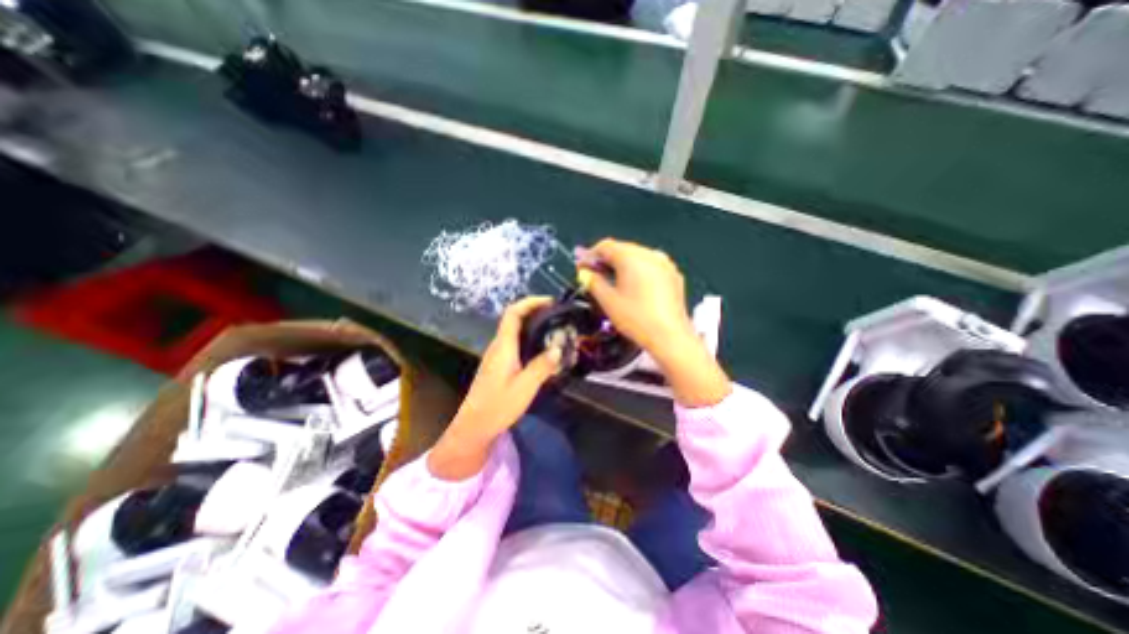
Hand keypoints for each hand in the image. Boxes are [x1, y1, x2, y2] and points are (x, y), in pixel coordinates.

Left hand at [429, 297, 557, 478]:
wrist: (474, 426)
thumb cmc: (498, 406)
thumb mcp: (525, 387)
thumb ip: (542, 365)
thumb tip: (558, 347)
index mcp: (503, 346)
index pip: (513, 313)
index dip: (530, 302)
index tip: (550, 302)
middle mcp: (498, 346)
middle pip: (515, 319)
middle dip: (536, 312)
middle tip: (558, 317)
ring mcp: (497, 355)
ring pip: (516, 332)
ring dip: (534, 326)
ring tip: (555, 332)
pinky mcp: (499, 365)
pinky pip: (516, 344)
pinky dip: (530, 340)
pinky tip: (543, 352)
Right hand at [577, 238, 727, 406]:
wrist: (670, 337)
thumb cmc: (637, 319)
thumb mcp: (608, 301)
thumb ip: (593, 282)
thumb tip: (585, 273)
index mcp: (631, 257)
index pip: (605, 246)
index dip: (590, 255)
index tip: (581, 267)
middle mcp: (650, 254)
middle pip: (622, 249)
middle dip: (606, 260)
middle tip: (593, 274)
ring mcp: (664, 264)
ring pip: (637, 256)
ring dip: (622, 265)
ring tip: (612, 281)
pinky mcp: (673, 275)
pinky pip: (651, 265)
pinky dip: (638, 271)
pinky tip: (633, 286)